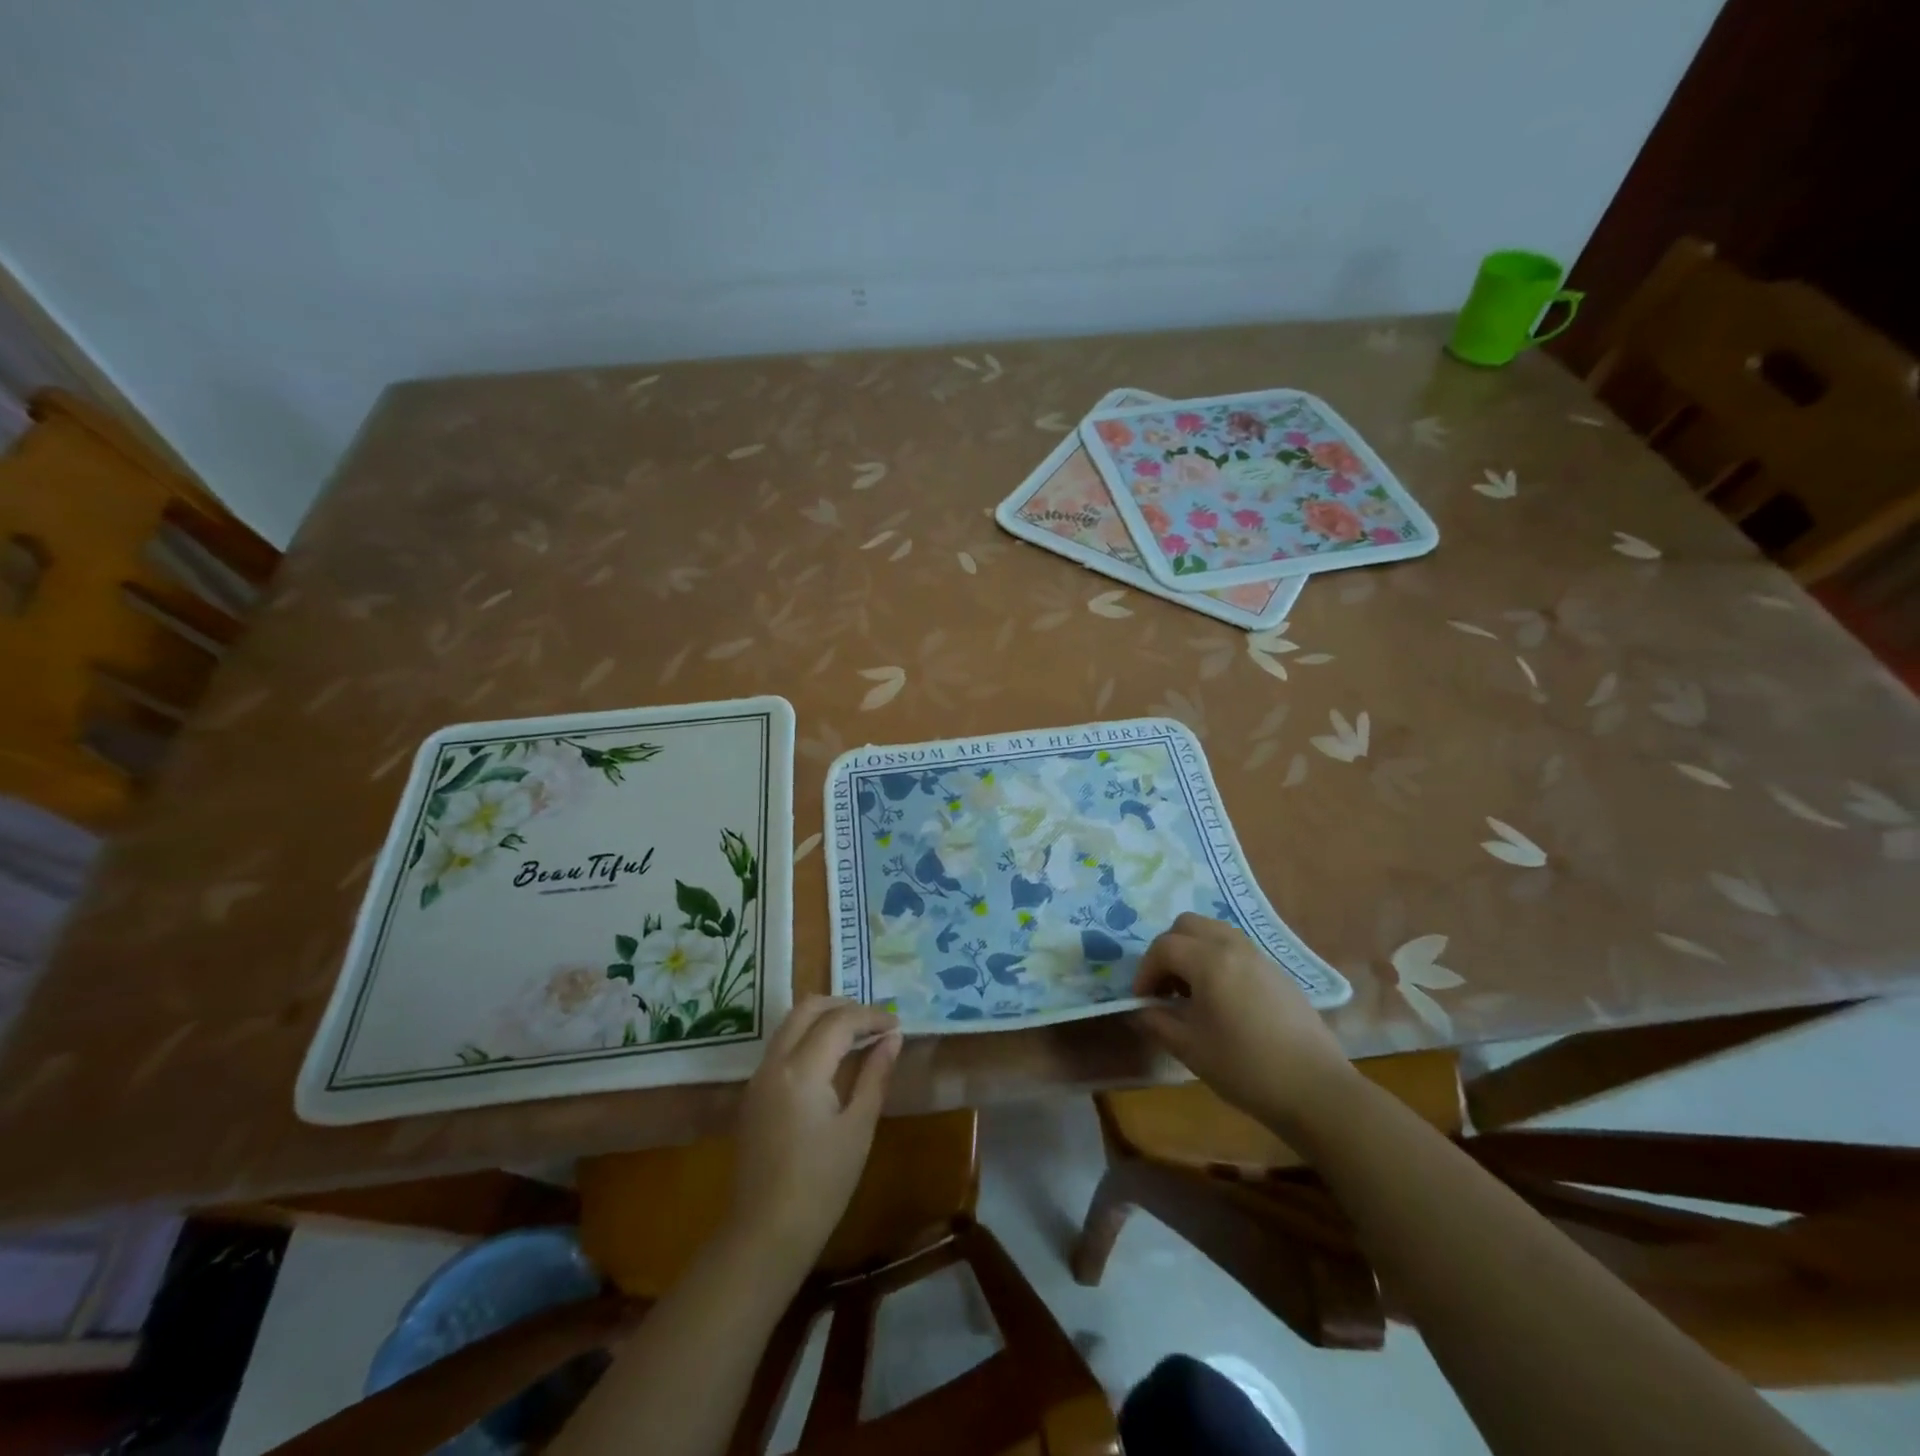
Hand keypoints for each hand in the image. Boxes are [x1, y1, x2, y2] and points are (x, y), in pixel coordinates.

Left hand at [726, 996, 901, 1277]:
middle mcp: (774, 1063)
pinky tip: (831, 1058)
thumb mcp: (858, 1128)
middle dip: (843, 1005)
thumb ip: (875, 1075)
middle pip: (807, 1008)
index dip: (871, 1016)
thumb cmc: (821, 1185)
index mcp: (802, 1070)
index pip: (839, 1021)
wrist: (764, 1235)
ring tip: (857, 1035)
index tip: (897, 1024)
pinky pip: (781, 1046)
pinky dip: (807, 1037)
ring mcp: (759, 1077)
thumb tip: (893, 1038)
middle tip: (874, 1021)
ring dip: (823, 1018)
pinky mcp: (753, 1094)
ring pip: (790, 1023)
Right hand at [1133, 913, 1352, 1127]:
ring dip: (1193, 950)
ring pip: (1213, 931)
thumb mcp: (1190, 1048)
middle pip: (1187, 925)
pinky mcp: (1277, 971)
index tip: (1142, 1000)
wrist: (1316, 1090)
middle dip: (1167, 950)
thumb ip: (1157, 1022)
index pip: (1163, 947)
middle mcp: (1233, 946)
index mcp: (1209, 961)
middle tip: (1164, 986)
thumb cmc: (1245, 1068)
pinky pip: (1236, 948)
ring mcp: (1259, 956)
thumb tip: (1139, 1010)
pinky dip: (1217, 958)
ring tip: (1191, 990)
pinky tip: (1221, 998)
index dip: (1145, 971)